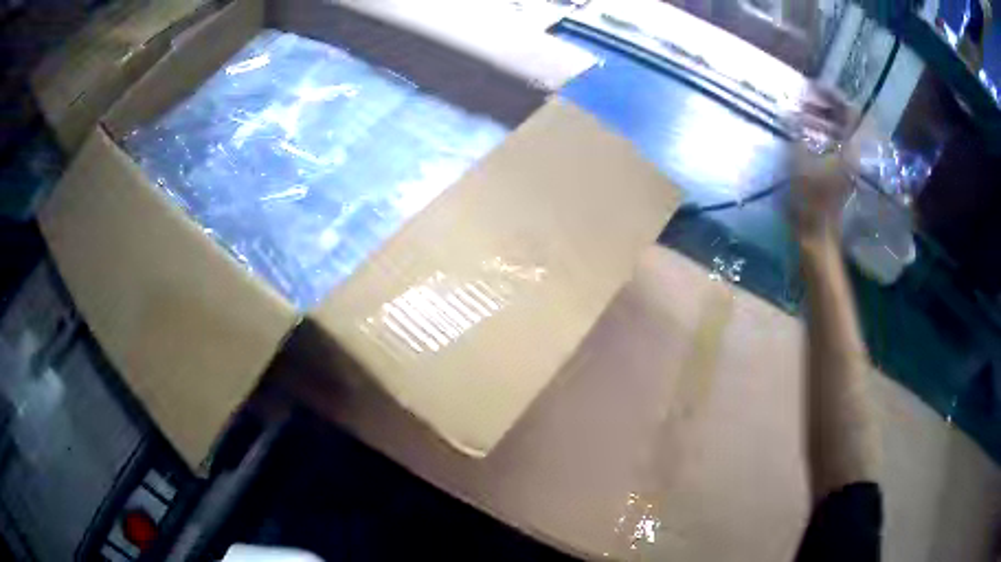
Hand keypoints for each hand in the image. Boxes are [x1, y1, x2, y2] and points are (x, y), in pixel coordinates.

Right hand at [787, 84, 854, 242]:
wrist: (816, 233)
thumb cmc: (809, 197)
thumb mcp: (799, 158)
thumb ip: (798, 131)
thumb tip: (793, 110)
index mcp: (851, 149)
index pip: (851, 112)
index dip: (834, 95)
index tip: (814, 86)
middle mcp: (856, 155)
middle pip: (849, 122)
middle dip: (829, 106)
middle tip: (808, 99)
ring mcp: (852, 166)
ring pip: (844, 133)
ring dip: (827, 120)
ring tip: (806, 114)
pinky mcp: (845, 174)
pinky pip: (840, 145)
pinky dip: (827, 134)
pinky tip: (810, 132)